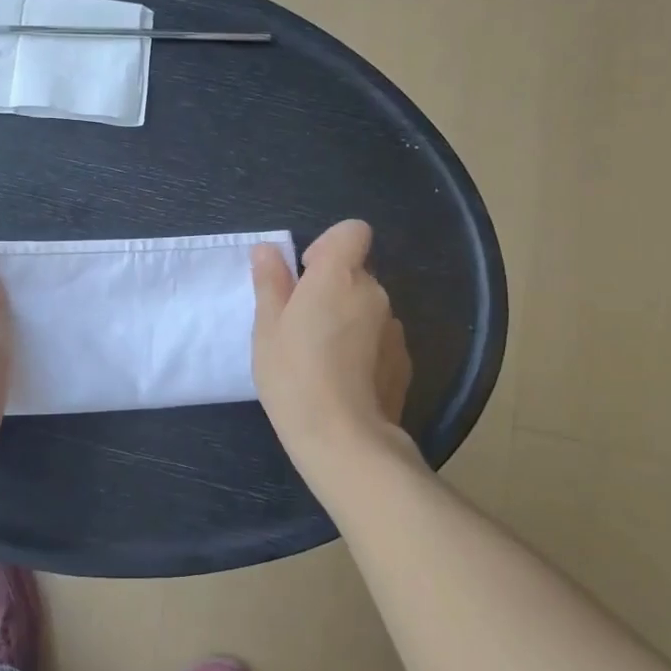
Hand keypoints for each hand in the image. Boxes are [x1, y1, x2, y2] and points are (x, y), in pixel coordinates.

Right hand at [251, 220, 412, 484]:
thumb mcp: (267, 328)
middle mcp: (374, 292)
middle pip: (356, 271)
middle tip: (300, 323)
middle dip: (331, 286)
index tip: (305, 274)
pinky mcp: (404, 359)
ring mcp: (394, 327)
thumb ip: (270, 282)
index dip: (329, 244)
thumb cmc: (293, 375)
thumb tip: (267, 249)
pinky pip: (379, 336)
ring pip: (367, 305)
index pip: (352, 231)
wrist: (344, 439)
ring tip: (321, 356)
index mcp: (338, 276)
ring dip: (347, 316)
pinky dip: (363, 345)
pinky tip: (344, 377)